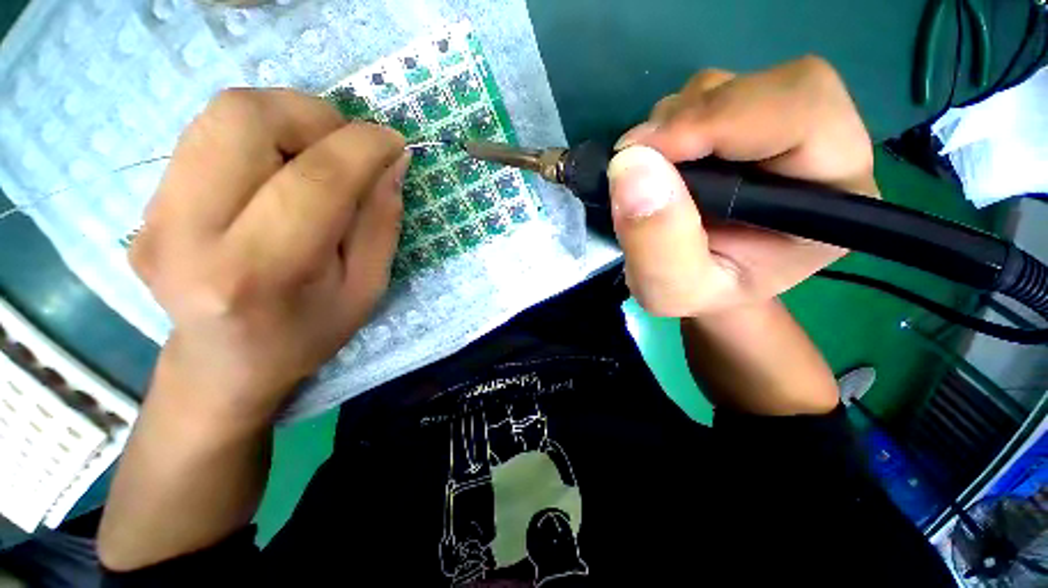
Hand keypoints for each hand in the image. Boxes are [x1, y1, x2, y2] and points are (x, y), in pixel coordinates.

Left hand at [131, 89, 406, 421]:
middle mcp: (188, 235)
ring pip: (221, 114)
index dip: (362, 147)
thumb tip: (392, 161)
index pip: (314, 180)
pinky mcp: (145, 205)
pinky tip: (282, 168)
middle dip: (313, 115)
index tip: (393, 141)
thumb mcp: (366, 288)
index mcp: (259, 272)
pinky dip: (260, 135)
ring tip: (318, 152)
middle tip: (348, 144)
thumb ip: (381, 222)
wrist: (225, 364)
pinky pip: (207, 136)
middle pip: (244, 119)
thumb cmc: (308, 333)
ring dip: (286, 117)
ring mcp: (154, 216)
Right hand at [608, 56, 877, 316]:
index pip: (804, 113)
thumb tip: (630, 165)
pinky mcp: (740, 122)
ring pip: (724, 88)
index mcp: (833, 197)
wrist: (703, 282)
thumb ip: (657, 242)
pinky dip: (665, 126)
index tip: (646, 153)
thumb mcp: (672, 289)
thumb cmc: (698, 294)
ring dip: (670, 125)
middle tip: (635, 162)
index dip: (723, 118)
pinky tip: (658, 166)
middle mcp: (819, 147)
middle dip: (688, 121)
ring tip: (648, 177)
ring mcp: (775, 127)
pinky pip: (699, 98)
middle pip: (764, 87)